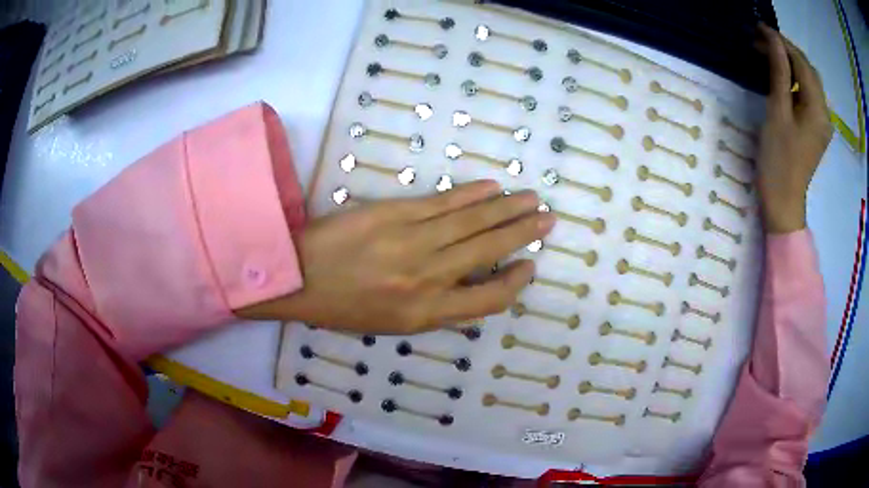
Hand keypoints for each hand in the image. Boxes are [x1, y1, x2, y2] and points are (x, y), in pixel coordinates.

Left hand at [238, 181, 554, 333]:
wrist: (298, 276)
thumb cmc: (343, 307)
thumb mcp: (393, 325)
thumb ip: (437, 310)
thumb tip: (472, 288)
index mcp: (425, 314)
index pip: (488, 299)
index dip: (515, 283)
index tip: (529, 267)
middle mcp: (427, 278)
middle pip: (489, 251)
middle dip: (523, 233)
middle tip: (547, 219)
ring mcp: (413, 241)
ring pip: (472, 222)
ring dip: (506, 208)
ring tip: (531, 199)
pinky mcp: (396, 213)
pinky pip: (443, 203)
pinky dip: (471, 194)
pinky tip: (492, 187)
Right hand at [756, 24, 832, 233]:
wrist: (782, 203)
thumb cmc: (779, 160)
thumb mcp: (778, 111)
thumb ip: (780, 72)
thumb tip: (773, 38)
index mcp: (818, 110)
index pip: (803, 64)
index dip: (783, 43)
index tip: (760, 29)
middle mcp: (824, 114)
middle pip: (808, 70)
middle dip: (787, 51)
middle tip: (762, 42)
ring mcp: (821, 123)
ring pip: (808, 81)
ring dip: (790, 64)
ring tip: (769, 55)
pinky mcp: (815, 129)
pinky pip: (807, 95)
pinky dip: (795, 80)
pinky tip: (782, 77)